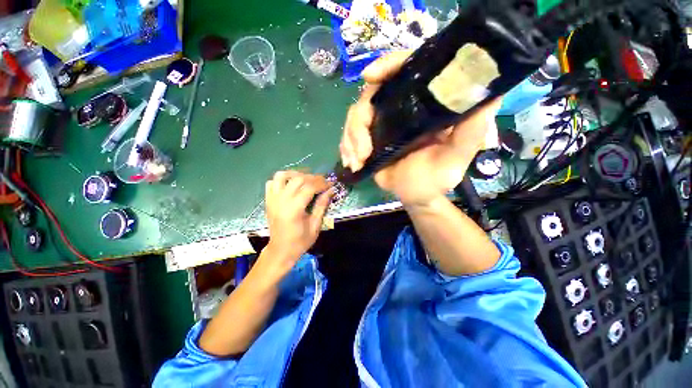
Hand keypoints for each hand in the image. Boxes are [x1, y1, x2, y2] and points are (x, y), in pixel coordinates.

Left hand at [264, 171, 332, 264]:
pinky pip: (272, 182)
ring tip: (306, 178)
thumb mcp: (315, 225)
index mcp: (294, 209)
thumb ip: (322, 206)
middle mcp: (281, 201)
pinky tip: (291, 184)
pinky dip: (282, 179)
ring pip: (281, 176)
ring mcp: (272, 199)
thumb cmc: (300, 241)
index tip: (330, 184)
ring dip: (296, 173)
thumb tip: (330, 190)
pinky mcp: (268, 200)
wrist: (280, 250)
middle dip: (313, 177)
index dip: (322, 183)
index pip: (309, 187)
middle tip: (322, 181)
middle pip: (298, 179)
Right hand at [340, 51, 501, 207]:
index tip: (370, 77)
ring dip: (351, 140)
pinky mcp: (368, 138)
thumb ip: (471, 130)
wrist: (416, 195)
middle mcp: (401, 108)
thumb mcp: (456, 157)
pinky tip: (353, 163)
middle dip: (359, 122)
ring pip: (355, 117)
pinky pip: (349, 135)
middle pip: (370, 96)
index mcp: (423, 105)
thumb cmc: (437, 178)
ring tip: (358, 161)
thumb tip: (493, 94)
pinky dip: (346, 148)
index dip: (387, 66)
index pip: (405, 70)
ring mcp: (382, 123)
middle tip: (363, 150)